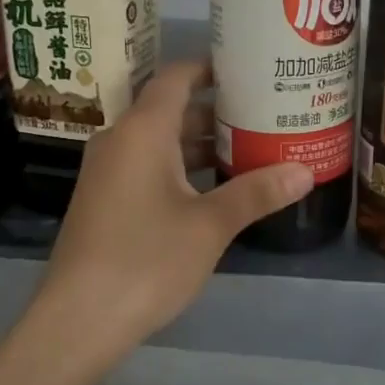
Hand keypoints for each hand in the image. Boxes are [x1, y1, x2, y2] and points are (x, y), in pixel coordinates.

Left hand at [30, 60, 313, 358]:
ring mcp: (109, 173)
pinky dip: (182, 168)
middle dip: (217, 109)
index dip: (211, 66)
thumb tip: (305, 171)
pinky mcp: (106, 201)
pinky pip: (149, 167)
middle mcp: (120, 141)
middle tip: (265, 110)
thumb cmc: (146, 260)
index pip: (177, 77)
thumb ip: (256, 193)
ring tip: (251, 145)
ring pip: (161, 142)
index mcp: (142, 131)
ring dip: (201, 143)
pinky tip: (216, 188)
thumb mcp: (210, 225)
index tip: (249, 65)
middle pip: (171, 109)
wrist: (79, 320)